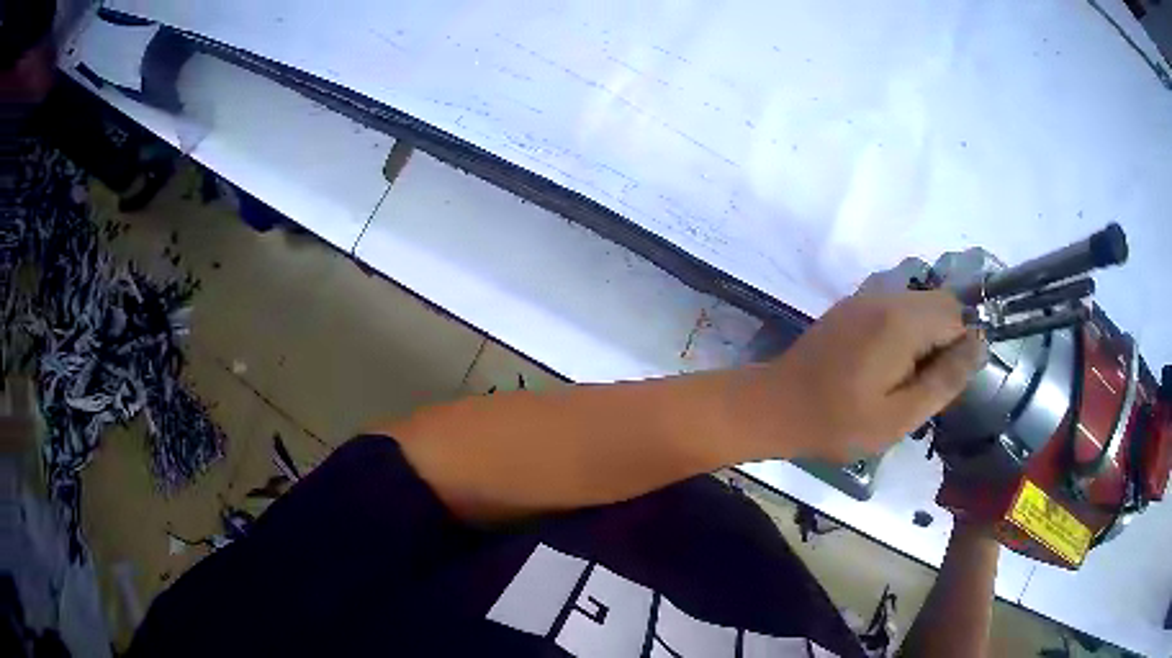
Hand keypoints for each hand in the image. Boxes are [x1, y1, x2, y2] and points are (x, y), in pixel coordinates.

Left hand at [761, 289, 984, 461]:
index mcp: (902, 321)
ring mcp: (866, 297)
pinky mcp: (852, 306)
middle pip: (940, 304)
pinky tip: (883, 367)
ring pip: (919, 305)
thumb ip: (944, 380)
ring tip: (902, 379)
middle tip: (921, 385)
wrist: (775, 406)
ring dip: (924, 337)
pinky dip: (903, 332)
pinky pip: (895, 309)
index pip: (957, 315)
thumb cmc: (838, 422)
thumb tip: (979, 345)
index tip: (940, 384)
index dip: (960, 350)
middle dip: (944, 341)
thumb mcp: (899, 416)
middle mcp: (886, 296)